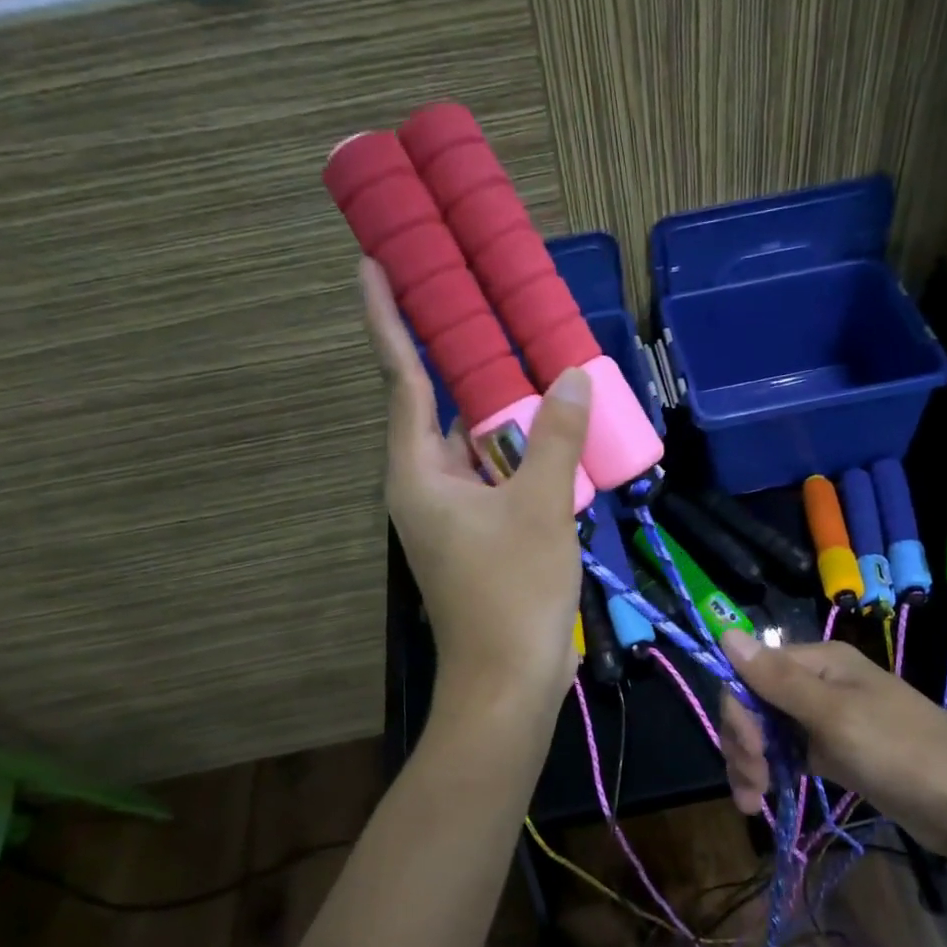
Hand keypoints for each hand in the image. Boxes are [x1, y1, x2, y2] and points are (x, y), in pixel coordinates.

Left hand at [359, 259, 588, 709]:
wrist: (510, 681)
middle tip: (508, 319)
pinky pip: (501, 481)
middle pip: (449, 412)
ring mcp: (454, 516)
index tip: (374, 264)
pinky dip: (527, 462)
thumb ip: (557, 438)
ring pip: (482, 450)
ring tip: (553, 378)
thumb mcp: (542, 507)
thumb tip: (571, 377)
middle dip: (480, 373)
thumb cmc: (513, 592)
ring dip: (515, 423)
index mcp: (420, 472)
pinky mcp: (480, 539)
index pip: (402, 379)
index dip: (388, 319)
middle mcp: (427, 488)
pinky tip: (564, 444)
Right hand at [715, 631, 946, 857]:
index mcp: (819, 661)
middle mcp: (818, 683)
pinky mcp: (836, 753)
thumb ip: (777, 679)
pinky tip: (765, 801)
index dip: (739, 711)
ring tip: (753, 803)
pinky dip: (772, 775)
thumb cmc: (902, 752)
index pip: (752, 672)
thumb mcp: (834, 715)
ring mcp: (827, 719)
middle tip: (753, 788)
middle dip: (744, 743)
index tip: (750, 751)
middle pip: (756, 704)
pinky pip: (789, 755)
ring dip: (752, 764)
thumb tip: (726, 633)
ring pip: (768, 733)